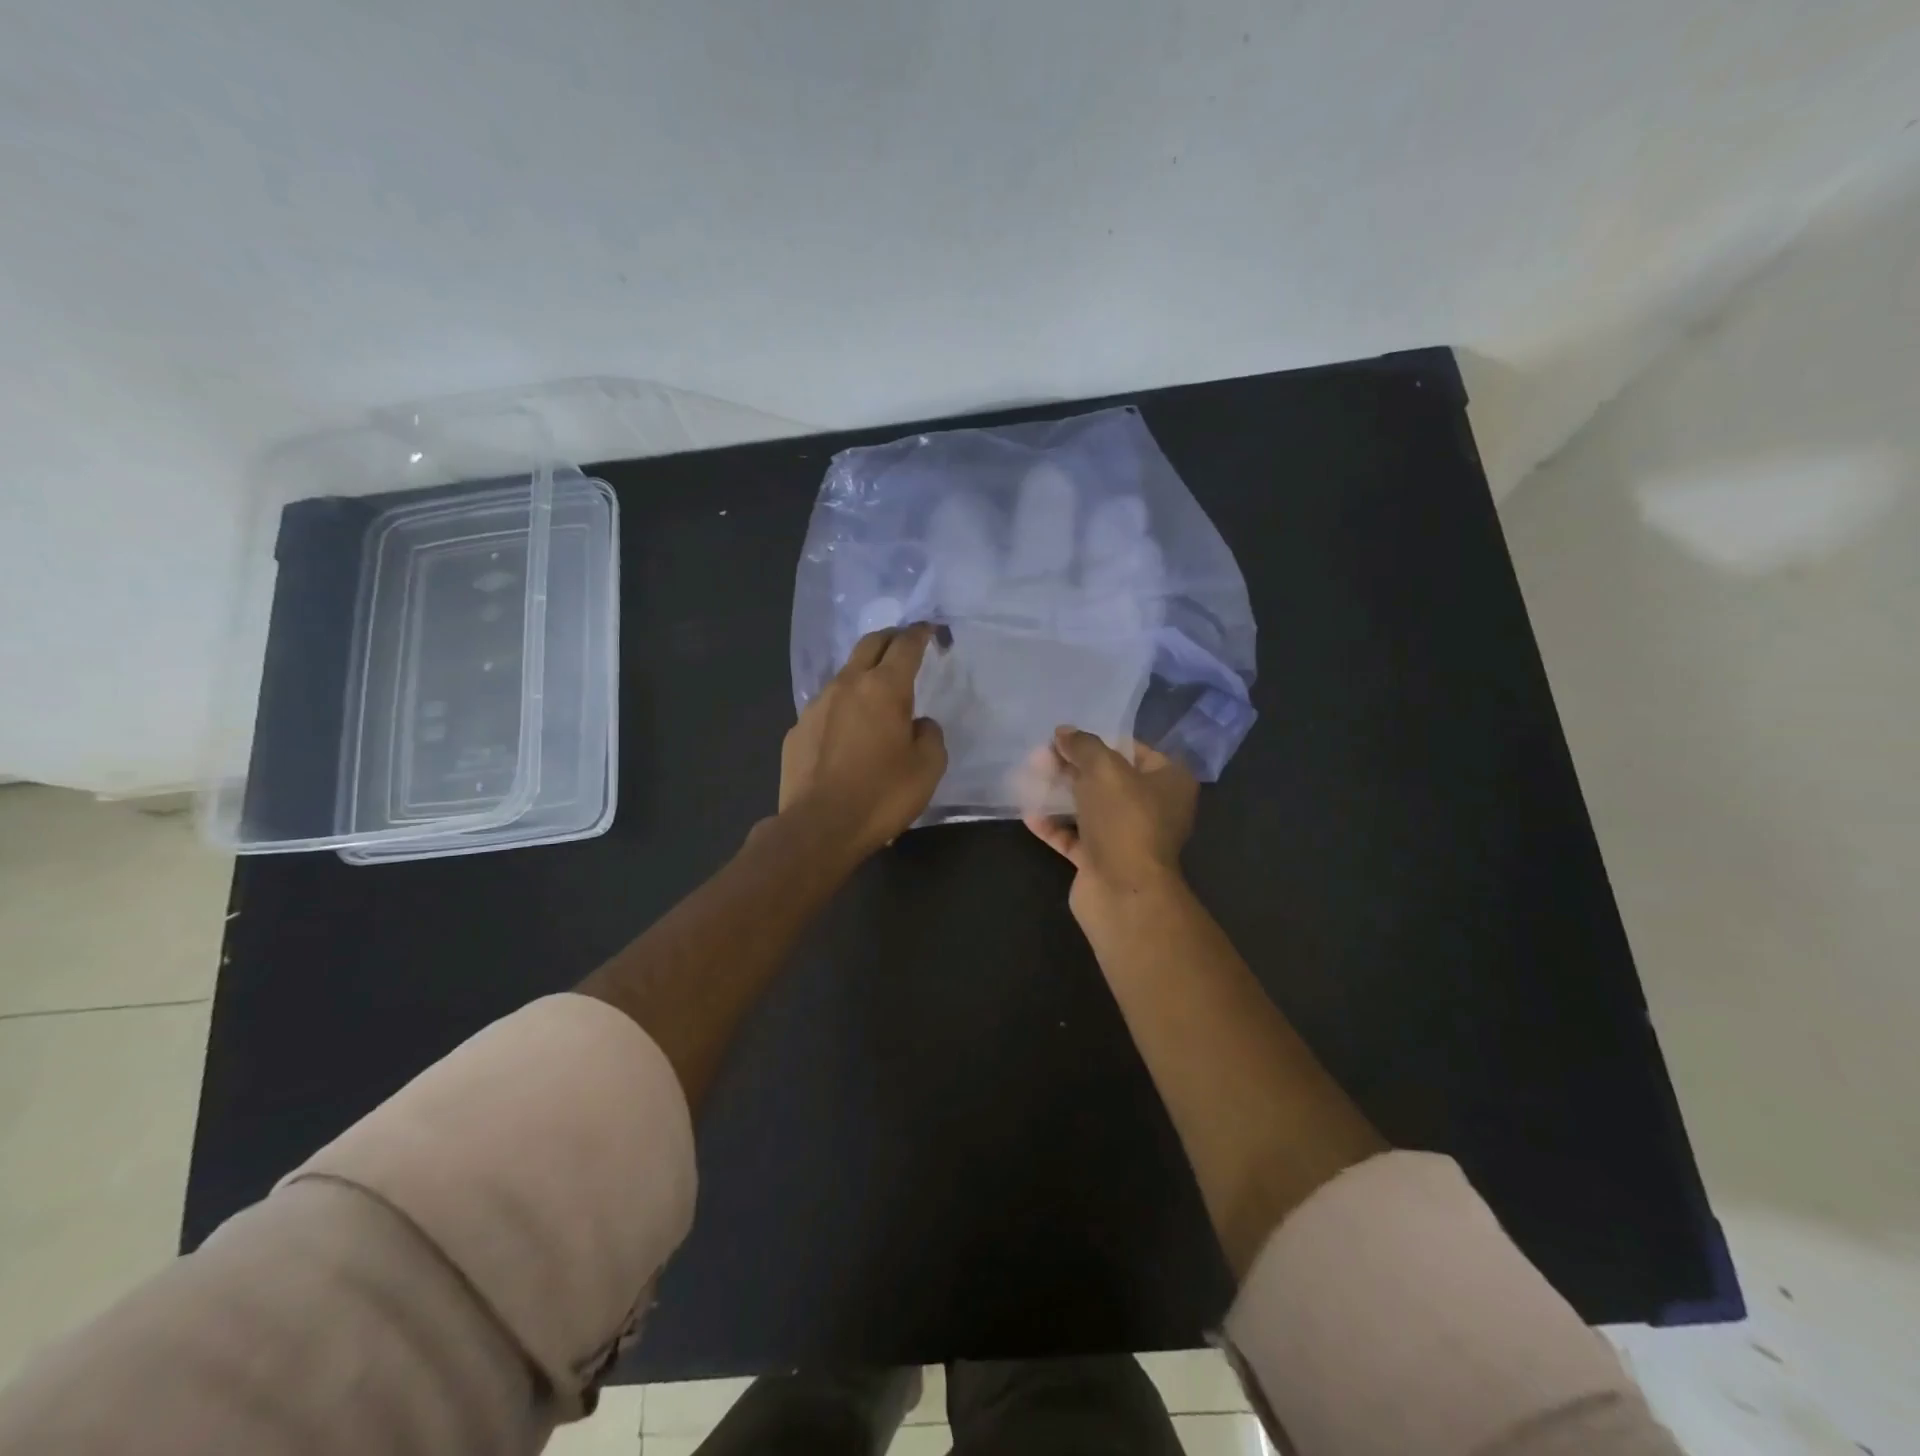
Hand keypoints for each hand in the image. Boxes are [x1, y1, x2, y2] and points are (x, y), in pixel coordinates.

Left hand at [779, 625, 947, 853]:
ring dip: (864, 673)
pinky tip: (848, 732)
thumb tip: (918, 723)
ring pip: (845, 674)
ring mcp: (816, 705)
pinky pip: (826, 707)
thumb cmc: (882, 795)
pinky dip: (843, 707)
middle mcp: (847, 685)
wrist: (819, 827)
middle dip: (891, 638)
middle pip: (870, 644)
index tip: (930, 630)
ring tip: (877, 692)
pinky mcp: (797, 729)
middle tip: (905, 644)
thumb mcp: (928, 768)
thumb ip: (929, 735)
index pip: (906, 645)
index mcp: (884, 688)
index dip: (921, 633)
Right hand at [1023, 726, 1197, 905]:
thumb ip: (1083, 745)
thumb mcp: (1104, 768)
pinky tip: (1029, 814)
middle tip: (1039, 756)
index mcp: (1169, 781)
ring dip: (1060, 795)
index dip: (1099, 741)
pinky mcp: (1103, 860)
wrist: (1123, 892)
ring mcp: (1128, 837)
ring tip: (1029, 778)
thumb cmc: (1125, 820)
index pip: (1134, 750)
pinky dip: (1054, 826)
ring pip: (1090, 808)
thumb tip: (1063, 732)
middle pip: (1108, 778)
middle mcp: (1154, 808)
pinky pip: (1075, 837)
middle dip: (1073, 767)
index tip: (1067, 737)